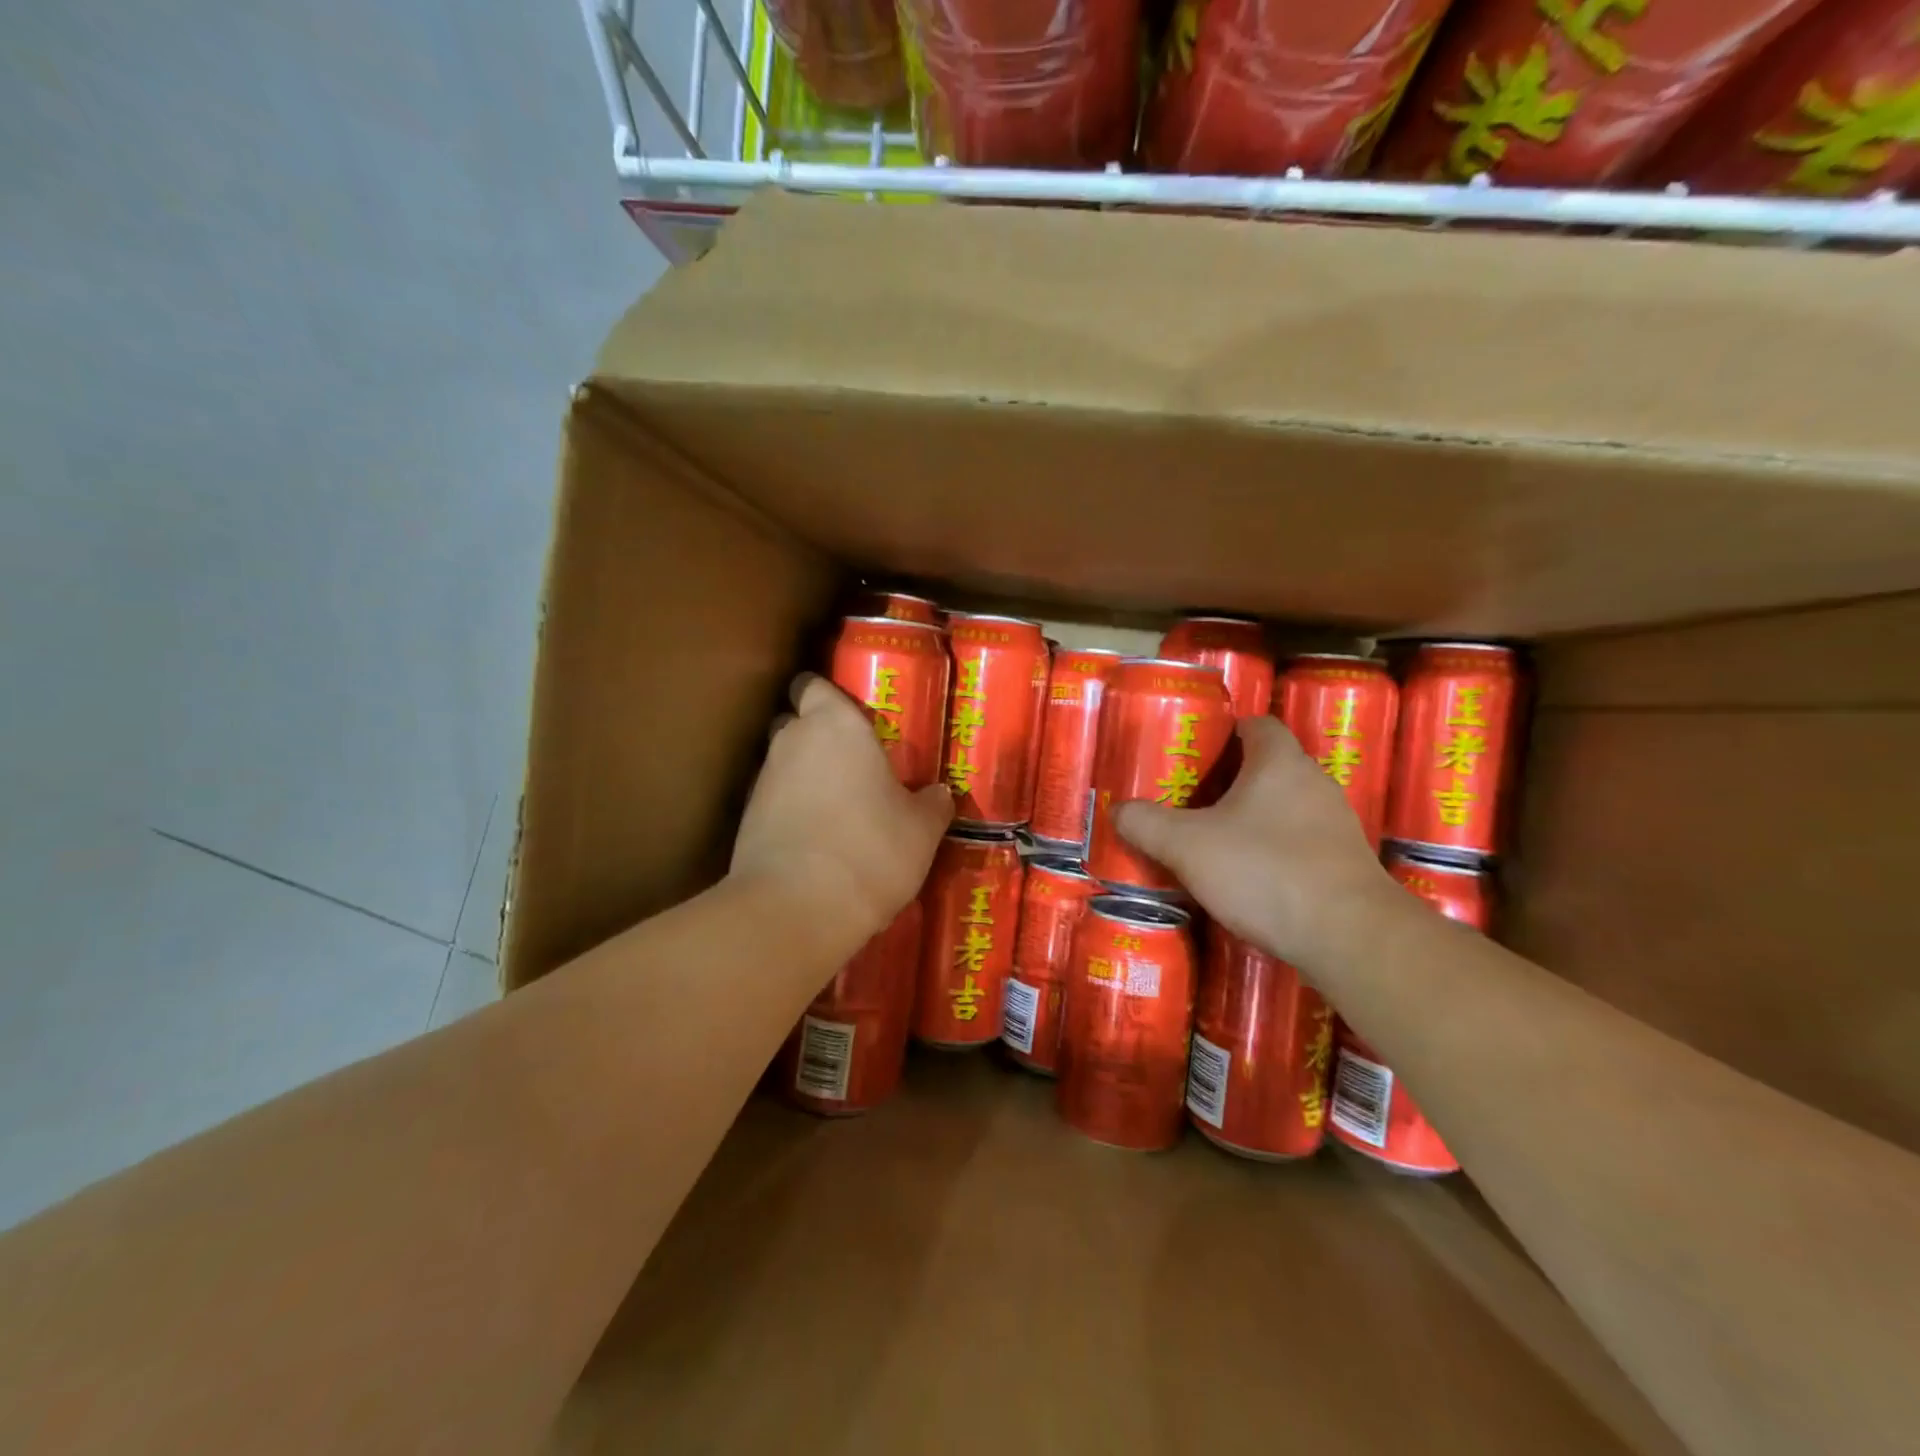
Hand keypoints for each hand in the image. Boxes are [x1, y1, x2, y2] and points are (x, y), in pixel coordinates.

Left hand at [732, 673, 953, 939]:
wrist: (796, 908)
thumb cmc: (871, 849)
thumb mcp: (921, 830)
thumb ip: (932, 804)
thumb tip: (940, 794)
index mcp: (835, 725)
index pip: (813, 685)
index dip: (827, 694)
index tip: (851, 713)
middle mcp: (792, 742)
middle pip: (795, 722)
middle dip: (817, 736)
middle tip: (854, 762)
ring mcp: (763, 781)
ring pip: (784, 764)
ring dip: (806, 777)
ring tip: (839, 808)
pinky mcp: (746, 821)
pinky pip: (775, 803)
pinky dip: (792, 812)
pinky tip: (818, 840)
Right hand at [1114, 716, 1398, 971]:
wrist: (1349, 935)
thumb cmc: (1264, 871)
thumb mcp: (1187, 846)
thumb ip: (1146, 824)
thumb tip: (1118, 810)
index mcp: (1279, 762)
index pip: (1256, 724)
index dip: (1223, 731)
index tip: (1192, 752)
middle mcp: (1314, 782)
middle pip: (1268, 765)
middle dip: (1229, 779)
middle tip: (1189, 799)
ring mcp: (1336, 824)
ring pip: (1284, 806)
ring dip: (1252, 817)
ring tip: (1213, 840)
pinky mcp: (1345, 863)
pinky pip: (1300, 841)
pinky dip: (1273, 849)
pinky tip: (1249, 877)